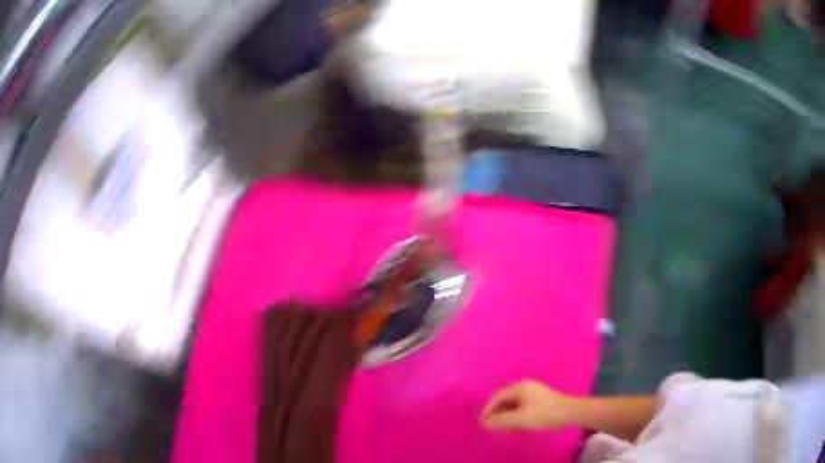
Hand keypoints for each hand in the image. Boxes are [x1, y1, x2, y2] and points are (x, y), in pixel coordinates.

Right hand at [480, 380, 578, 431]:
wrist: (570, 413)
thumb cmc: (544, 413)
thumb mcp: (520, 418)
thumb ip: (501, 420)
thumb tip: (485, 423)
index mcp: (519, 387)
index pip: (497, 397)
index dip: (488, 410)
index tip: (482, 423)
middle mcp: (524, 387)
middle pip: (504, 401)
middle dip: (497, 415)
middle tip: (491, 428)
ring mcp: (532, 393)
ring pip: (513, 406)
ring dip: (505, 418)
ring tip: (501, 430)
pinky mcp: (538, 401)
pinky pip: (521, 408)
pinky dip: (514, 417)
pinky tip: (514, 427)